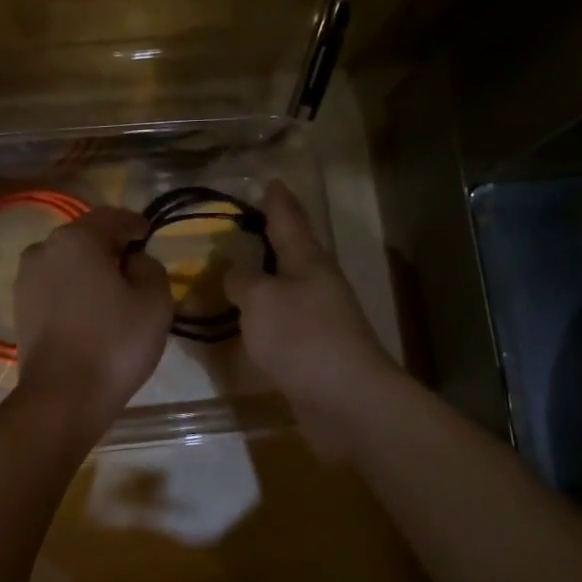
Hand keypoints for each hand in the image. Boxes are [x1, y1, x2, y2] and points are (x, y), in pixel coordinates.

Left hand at [13, 206, 172, 430]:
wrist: (62, 397)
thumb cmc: (114, 344)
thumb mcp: (154, 302)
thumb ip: (151, 268)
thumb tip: (134, 260)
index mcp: (76, 239)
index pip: (111, 217)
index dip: (135, 224)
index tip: (149, 236)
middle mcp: (43, 250)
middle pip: (84, 237)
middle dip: (109, 246)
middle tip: (133, 265)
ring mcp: (25, 279)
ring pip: (65, 262)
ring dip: (88, 269)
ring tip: (111, 291)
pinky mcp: (18, 308)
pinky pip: (53, 286)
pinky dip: (72, 290)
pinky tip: (88, 311)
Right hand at [225, 181, 397, 454]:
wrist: (346, 400)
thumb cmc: (303, 338)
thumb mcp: (261, 300)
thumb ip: (242, 281)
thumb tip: (234, 274)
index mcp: (308, 261)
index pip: (290, 220)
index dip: (277, 200)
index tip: (271, 181)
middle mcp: (318, 284)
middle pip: (292, 252)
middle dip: (271, 237)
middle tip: (243, 225)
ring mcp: (319, 319)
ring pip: (286, 288)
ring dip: (264, 279)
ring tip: (236, 272)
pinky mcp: (314, 351)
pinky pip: (282, 322)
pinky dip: (263, 316)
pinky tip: (247, 322)